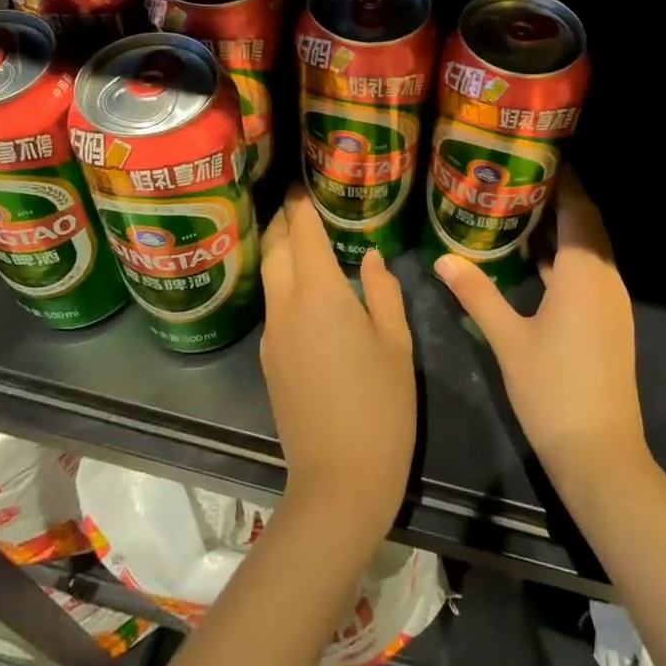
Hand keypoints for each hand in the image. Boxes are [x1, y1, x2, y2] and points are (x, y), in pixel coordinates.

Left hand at [259, 186, 416, 555]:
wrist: (338, 481)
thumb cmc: (381, 406)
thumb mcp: (396, 344)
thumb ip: (382, 292)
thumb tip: (369, 258)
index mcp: (319, 294)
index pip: (303, 233)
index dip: (301, 205)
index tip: (303, 184)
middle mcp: (286, 306)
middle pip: (275, 249)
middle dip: (283, 222)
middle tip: (299, 205)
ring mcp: (272, 336)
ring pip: (270, 278)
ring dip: (280, 252)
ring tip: (302, 239)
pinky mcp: (269, 362)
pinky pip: (274, 307)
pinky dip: (284, 285)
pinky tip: (306, 292)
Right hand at [433, 168, 647, 487]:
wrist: (599, 453)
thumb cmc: (552, 389)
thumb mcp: (507, 339)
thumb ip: (476, 293)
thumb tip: (443, 258)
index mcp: (584, 273)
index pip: (578, 209)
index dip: (563, 179)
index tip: (535, 156)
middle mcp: (605, 278)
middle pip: (587, 224)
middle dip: (559, 197)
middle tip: (519, 177)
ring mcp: (611, 302)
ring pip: (589, 249)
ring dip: (562, 227)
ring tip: (520, 208)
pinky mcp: (609, 321)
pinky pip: (588, 271)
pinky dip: (565, 256)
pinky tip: (533, 259)